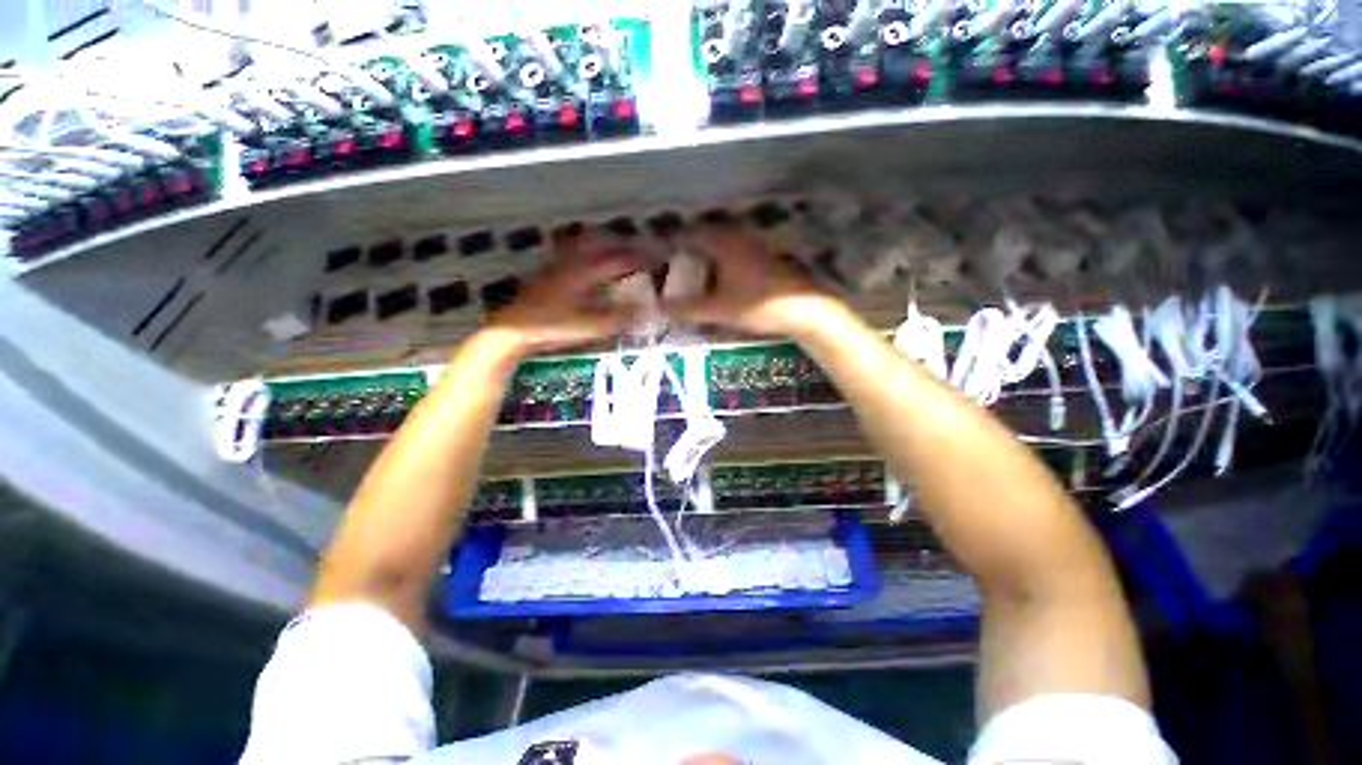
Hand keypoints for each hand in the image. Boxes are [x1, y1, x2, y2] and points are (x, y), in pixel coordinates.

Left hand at [485, 233, 646, 353]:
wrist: (513, 330)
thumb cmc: (552, 328)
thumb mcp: (590, 326)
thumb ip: (619, 318)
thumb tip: (647, 312)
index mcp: (583, 272)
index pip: (618, 260)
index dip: (639, 259)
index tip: (657, 258)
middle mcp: (571, 263)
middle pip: (600, 245)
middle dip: (622, 245)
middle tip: (638, 250)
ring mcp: (556, 267)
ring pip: (583, 246)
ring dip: (603, 246)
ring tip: (616, 249)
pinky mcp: (547, 275)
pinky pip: (570, 255)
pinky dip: (584, 253)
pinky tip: (585, 263)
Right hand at [668, 227, 838, 336]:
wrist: (805, 310)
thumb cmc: (759, 306)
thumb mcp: (719, 310)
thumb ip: (688, 309)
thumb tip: (662, 308)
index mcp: (724, 242)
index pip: (689, 234)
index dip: (670, 242)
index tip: (657, 252)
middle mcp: (738, 235)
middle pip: (704, 234)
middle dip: (686, 247)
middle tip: (671, 262)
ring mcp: (754, 243)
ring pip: (720, 241)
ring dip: (704, 252)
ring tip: (690, 269)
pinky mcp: (764, 254)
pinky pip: (733, 249)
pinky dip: (719, 258)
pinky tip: (717, 275)